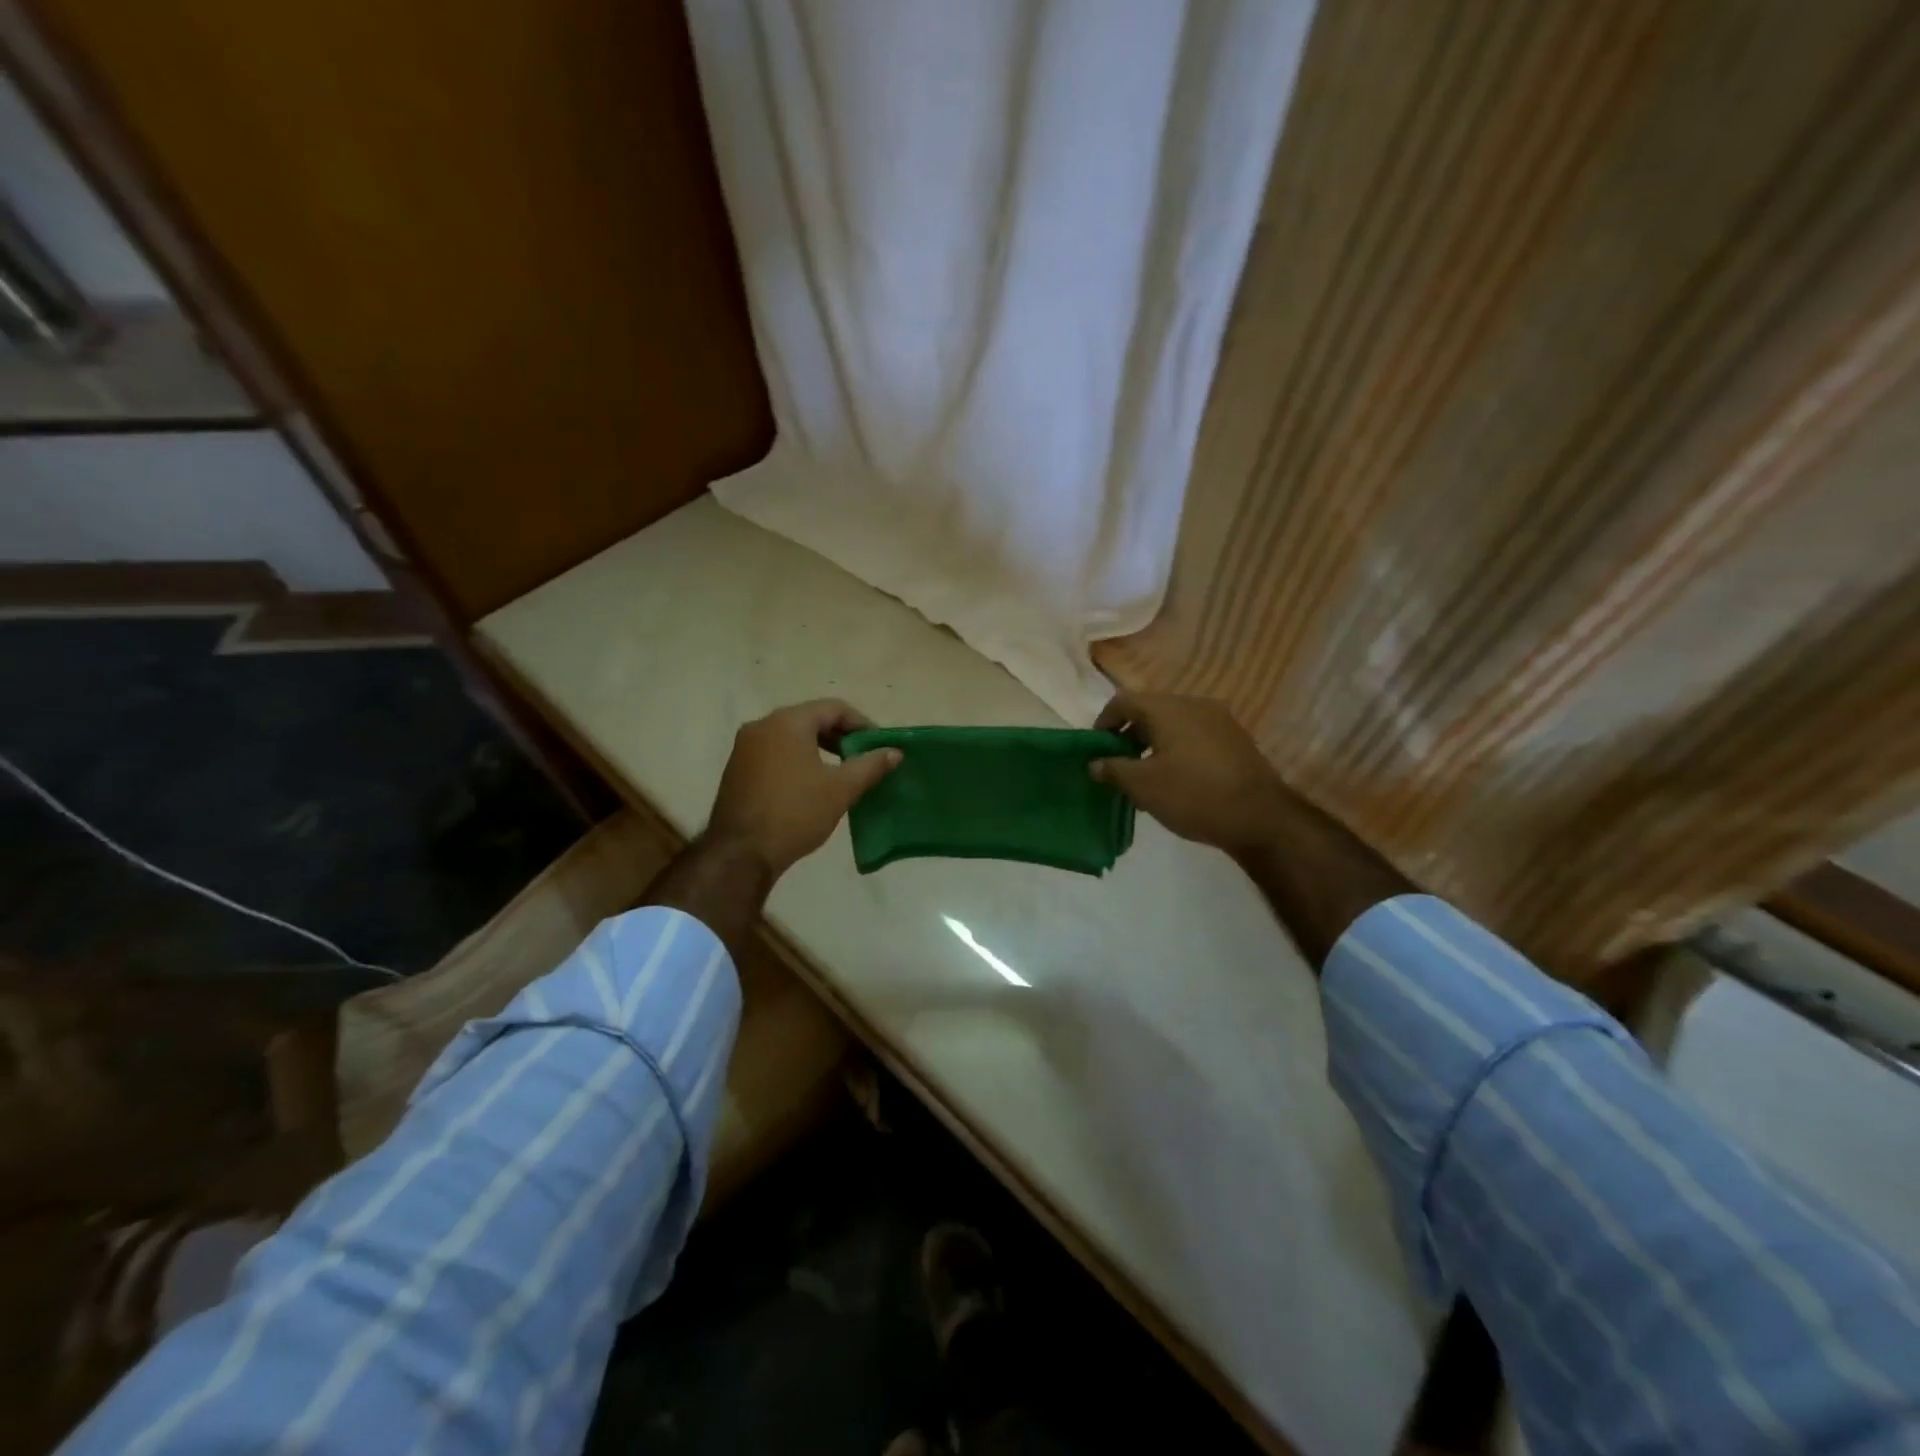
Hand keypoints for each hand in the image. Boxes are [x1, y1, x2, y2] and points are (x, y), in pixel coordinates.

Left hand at [705, 699, 901, 878]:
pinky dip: (797, 761)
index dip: (862, 724)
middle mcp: (762, 726)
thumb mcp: (841, 789)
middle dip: (840, 737)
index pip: (834, 708)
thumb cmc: (796, 812)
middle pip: (811, 719)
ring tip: (841, 773)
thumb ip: (870, 765)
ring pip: (791, 737)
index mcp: (788, 722)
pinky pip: (775, 754)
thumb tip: (894, 752)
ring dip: (819, 750)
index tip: (879, 746)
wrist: (741, 853)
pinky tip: (811, 786)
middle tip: (863, 759)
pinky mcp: (737, 769)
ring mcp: (745, 748)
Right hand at [1090, 692, 1292, 854]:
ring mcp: (1219, 720)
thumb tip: (1094, 763)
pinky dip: (1177, 749)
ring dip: (1153, 743)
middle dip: (1129, 735)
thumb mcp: (1143, 786)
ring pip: (1174, 723)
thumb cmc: (1193, 795)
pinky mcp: (1235, 739)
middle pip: (1150, 710)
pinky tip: (1176, 778)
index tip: (1096, 749)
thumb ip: (1113, 769)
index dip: (1103, 722)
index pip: (1123, 702)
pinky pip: (1195, 735)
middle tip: (1118, 764)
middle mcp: (1194, 704)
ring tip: (1145, 775)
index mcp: (1168, 708)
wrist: (1260, 818)